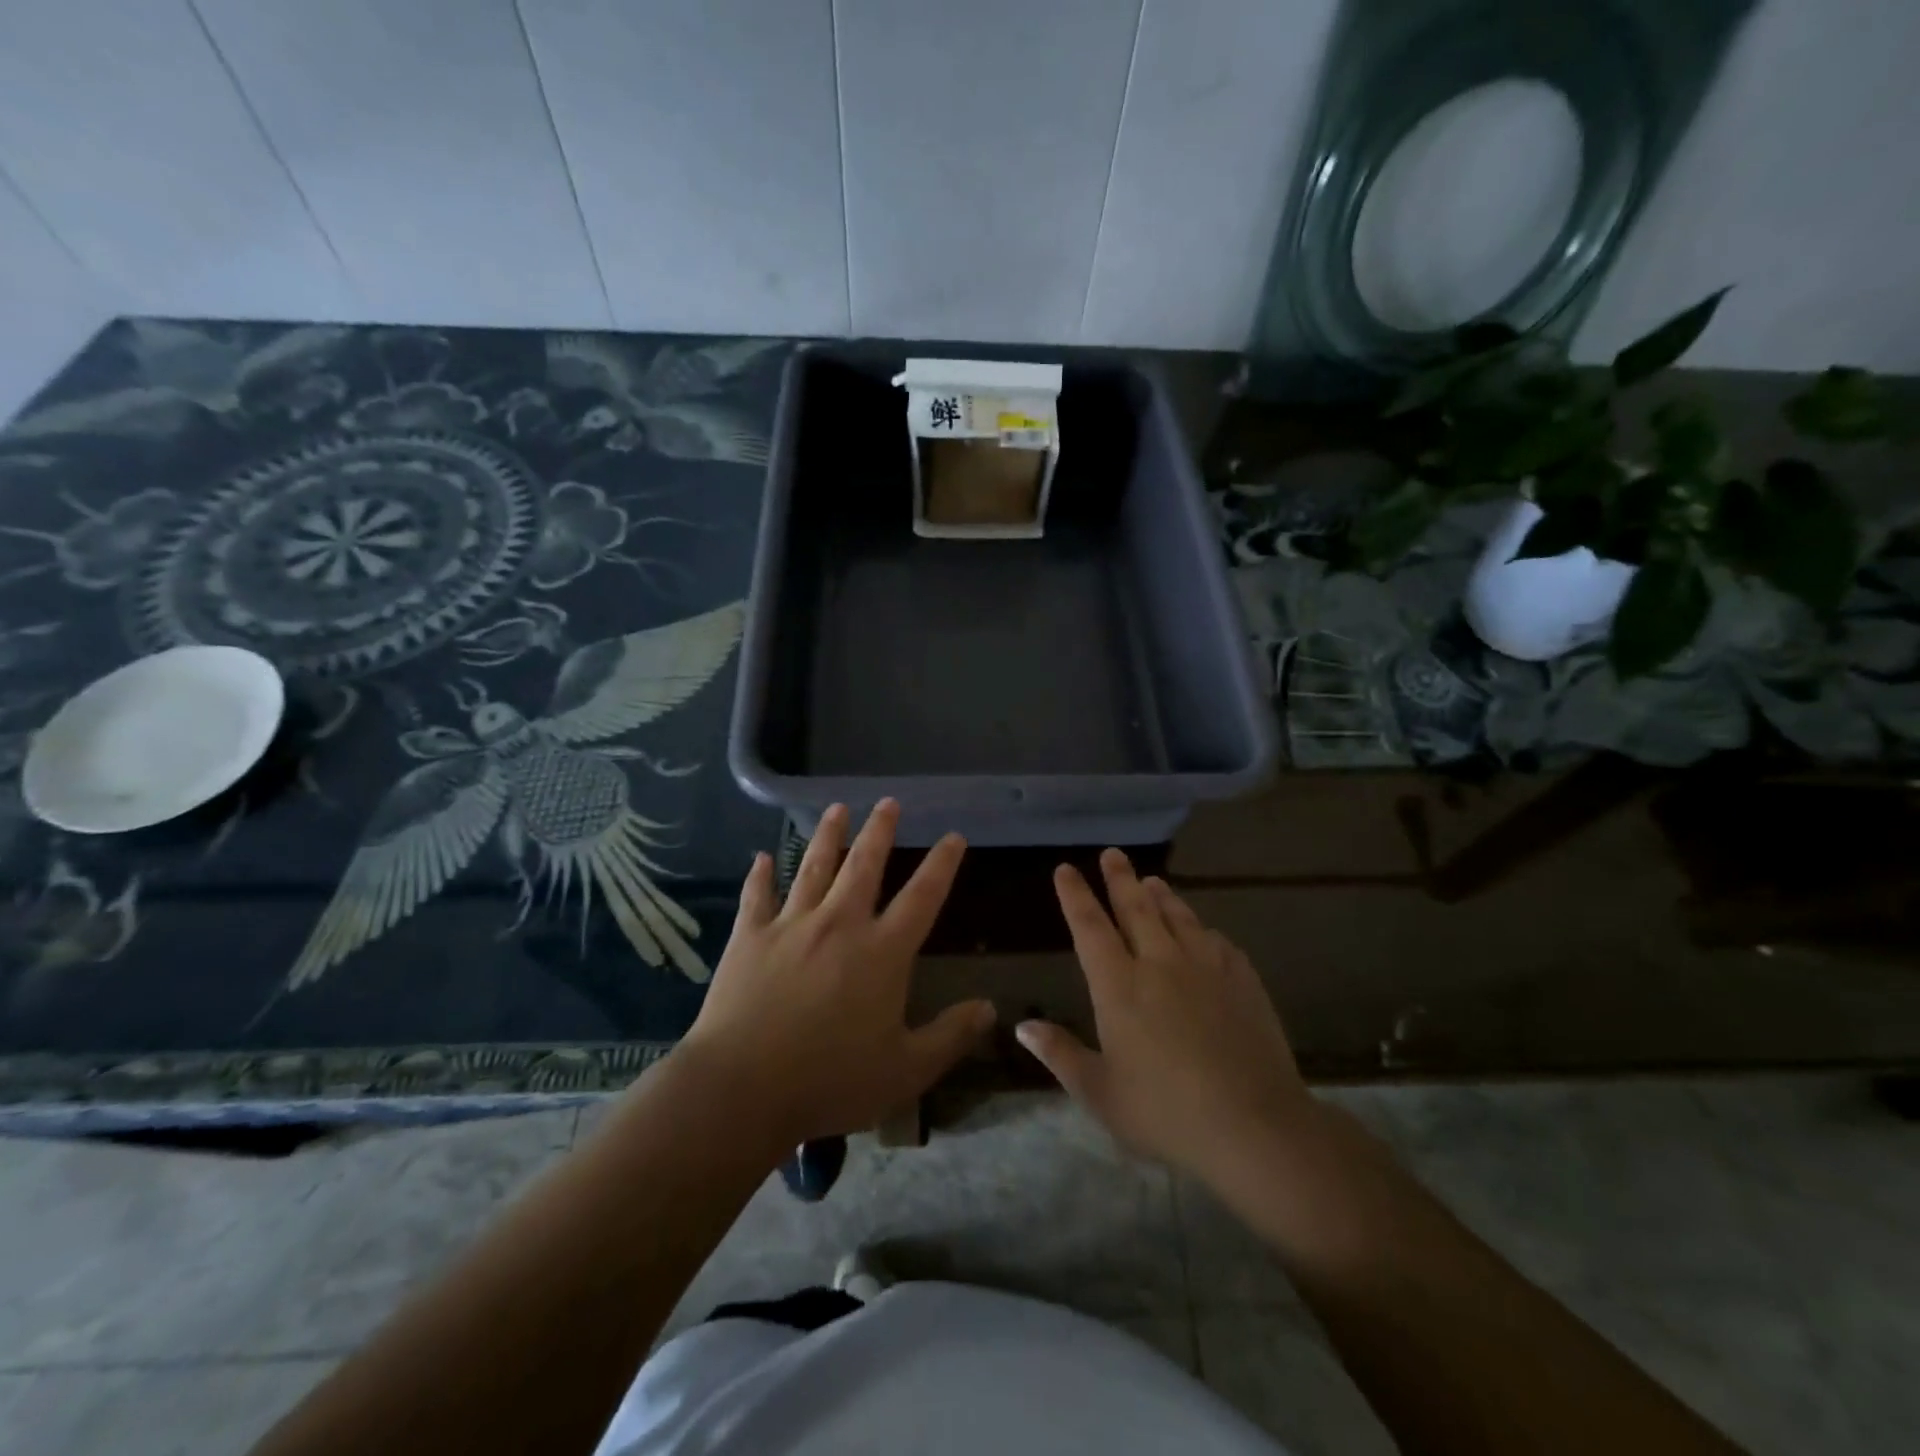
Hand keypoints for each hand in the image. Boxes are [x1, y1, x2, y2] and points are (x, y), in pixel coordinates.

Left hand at [677, 800, 994, 1147]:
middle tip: (888, 802)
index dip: (941, 864)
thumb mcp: (905, 1071)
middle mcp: (840, 924)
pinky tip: (763, 858)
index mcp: (882, 952)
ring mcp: (792, 925)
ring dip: (828, 835)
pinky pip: (758, 895)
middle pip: (864, 865)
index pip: (922, 897)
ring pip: (814, 866)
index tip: (952, 836)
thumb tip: (990, 1008)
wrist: (742, 1088)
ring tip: (837, 808)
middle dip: (880, 830)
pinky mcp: (750, 936)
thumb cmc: (830, 1080)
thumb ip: (950, 1036)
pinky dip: (762, 875)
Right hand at [1017, 849, 1316, 1185]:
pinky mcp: (1243, 981)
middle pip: (1136, 908)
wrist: (1255, 1125)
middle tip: (1113, 854)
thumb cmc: (1166, 1112)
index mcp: (1119, 986)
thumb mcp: (1100, 1093)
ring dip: (1162, 895)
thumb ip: (1060, 1054)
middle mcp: (1160, 963)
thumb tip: (1022, 1026)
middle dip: (1120, 878)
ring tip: (1152, 880)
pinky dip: (1203, 930)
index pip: (1090, 927)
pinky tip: (1205, 932)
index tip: (1066, 869)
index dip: (1075, 896)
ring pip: (1179, 917)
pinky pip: (1218, 942)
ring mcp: (1206, 968)